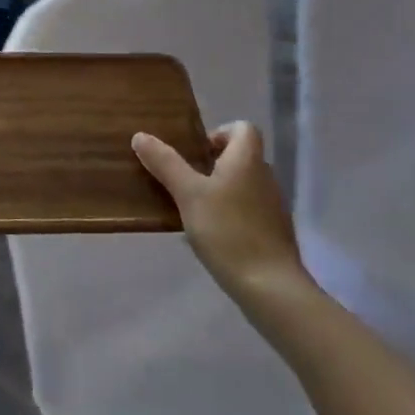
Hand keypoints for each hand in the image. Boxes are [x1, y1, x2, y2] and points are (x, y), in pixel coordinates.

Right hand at [132, 122, 311, 299]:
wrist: (270, 287)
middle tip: (184, 182)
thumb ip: (166, 164)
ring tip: (191, 211)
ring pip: (242, 185)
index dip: (219, 133)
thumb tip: (141, 135)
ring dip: (219, 191)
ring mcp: (272, 206)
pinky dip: (229, 215)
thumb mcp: (188, 194)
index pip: (243, 128)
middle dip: (211, 165)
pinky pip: (247, 211)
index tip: (195, 154)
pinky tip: (210, 237)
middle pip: (240, 157)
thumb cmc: (227, 231)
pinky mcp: (272, 232)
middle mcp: (265, 177)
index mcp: (247, 160)